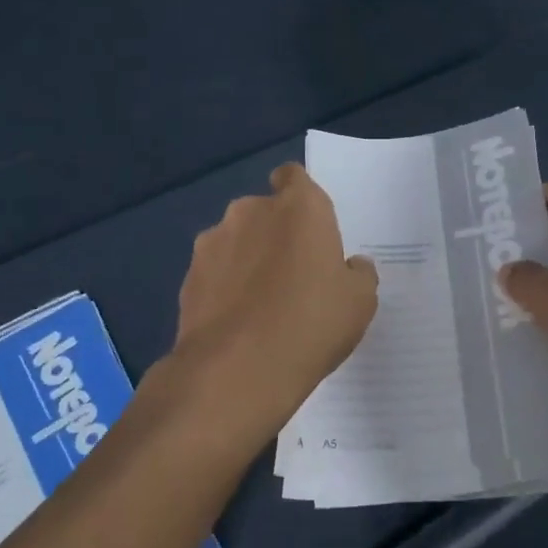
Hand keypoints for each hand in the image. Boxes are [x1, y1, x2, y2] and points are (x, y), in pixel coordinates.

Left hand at [161, 163, 378, 451]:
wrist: (236, 370)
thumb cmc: (312, 323)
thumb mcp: (359, 301)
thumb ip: (358, 274)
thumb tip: (350, 266)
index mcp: (300, 206)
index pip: (293, 176)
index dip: (299, 195)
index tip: (307, 225)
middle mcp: (251, 211)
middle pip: (264, 211)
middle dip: (274, 233)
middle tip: (293, 274)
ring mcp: (212, 242)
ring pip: (235, 241)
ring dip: (246, 259)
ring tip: (261, 304)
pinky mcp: (187, 277)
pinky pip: (214, 272)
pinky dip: (224, 287)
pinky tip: (237, 322)